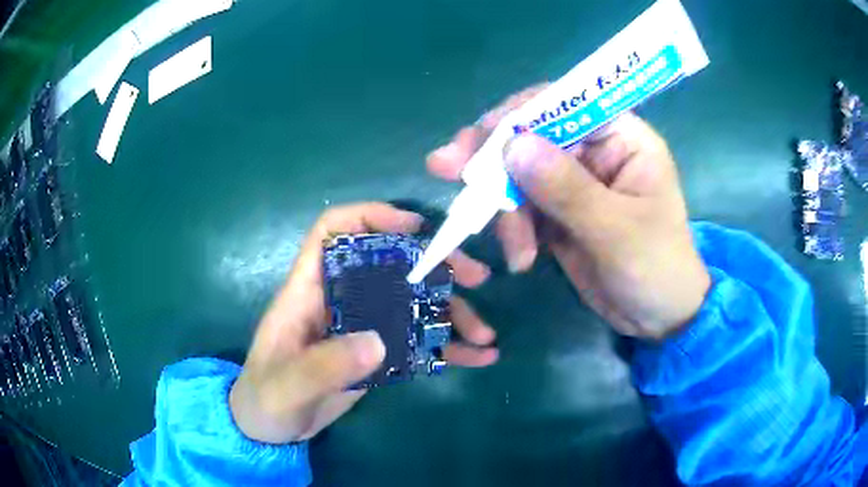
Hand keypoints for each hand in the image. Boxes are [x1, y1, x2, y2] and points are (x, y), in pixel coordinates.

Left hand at [230, 203, 497, 443]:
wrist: (271, 429)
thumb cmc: (265, 398)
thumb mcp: (287, 385)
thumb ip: (324, 366)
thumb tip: (378, 342)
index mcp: (308, 292)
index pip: (332, 232)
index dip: (370, 217)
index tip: (414, 227)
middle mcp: (340, 299)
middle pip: (389, 263)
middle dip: (434, 265)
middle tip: (476, 277)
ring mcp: (361, 327)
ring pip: (412, 303)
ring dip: (451, 312)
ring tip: (485, 334)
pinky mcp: (376, 354)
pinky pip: (416, 342)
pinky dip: (446, 348)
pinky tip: (477, 357)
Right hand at [427, 87, 710, 340]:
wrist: (658, 318)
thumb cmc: (656, 269)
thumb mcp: (616, 231)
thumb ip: (568, 189)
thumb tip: (514, 145)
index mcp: (622, 138)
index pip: (565, 103)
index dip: (520, 113)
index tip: (480, 136)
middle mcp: (595, 150)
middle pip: (532, 135)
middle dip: (493, 157)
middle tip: (446, 168)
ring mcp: (574, 182)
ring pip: (519, 173)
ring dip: (504, 208)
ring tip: (515, 251)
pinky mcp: (558, 211)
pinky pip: (521, 206)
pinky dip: (512, 229)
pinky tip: (520, 258)